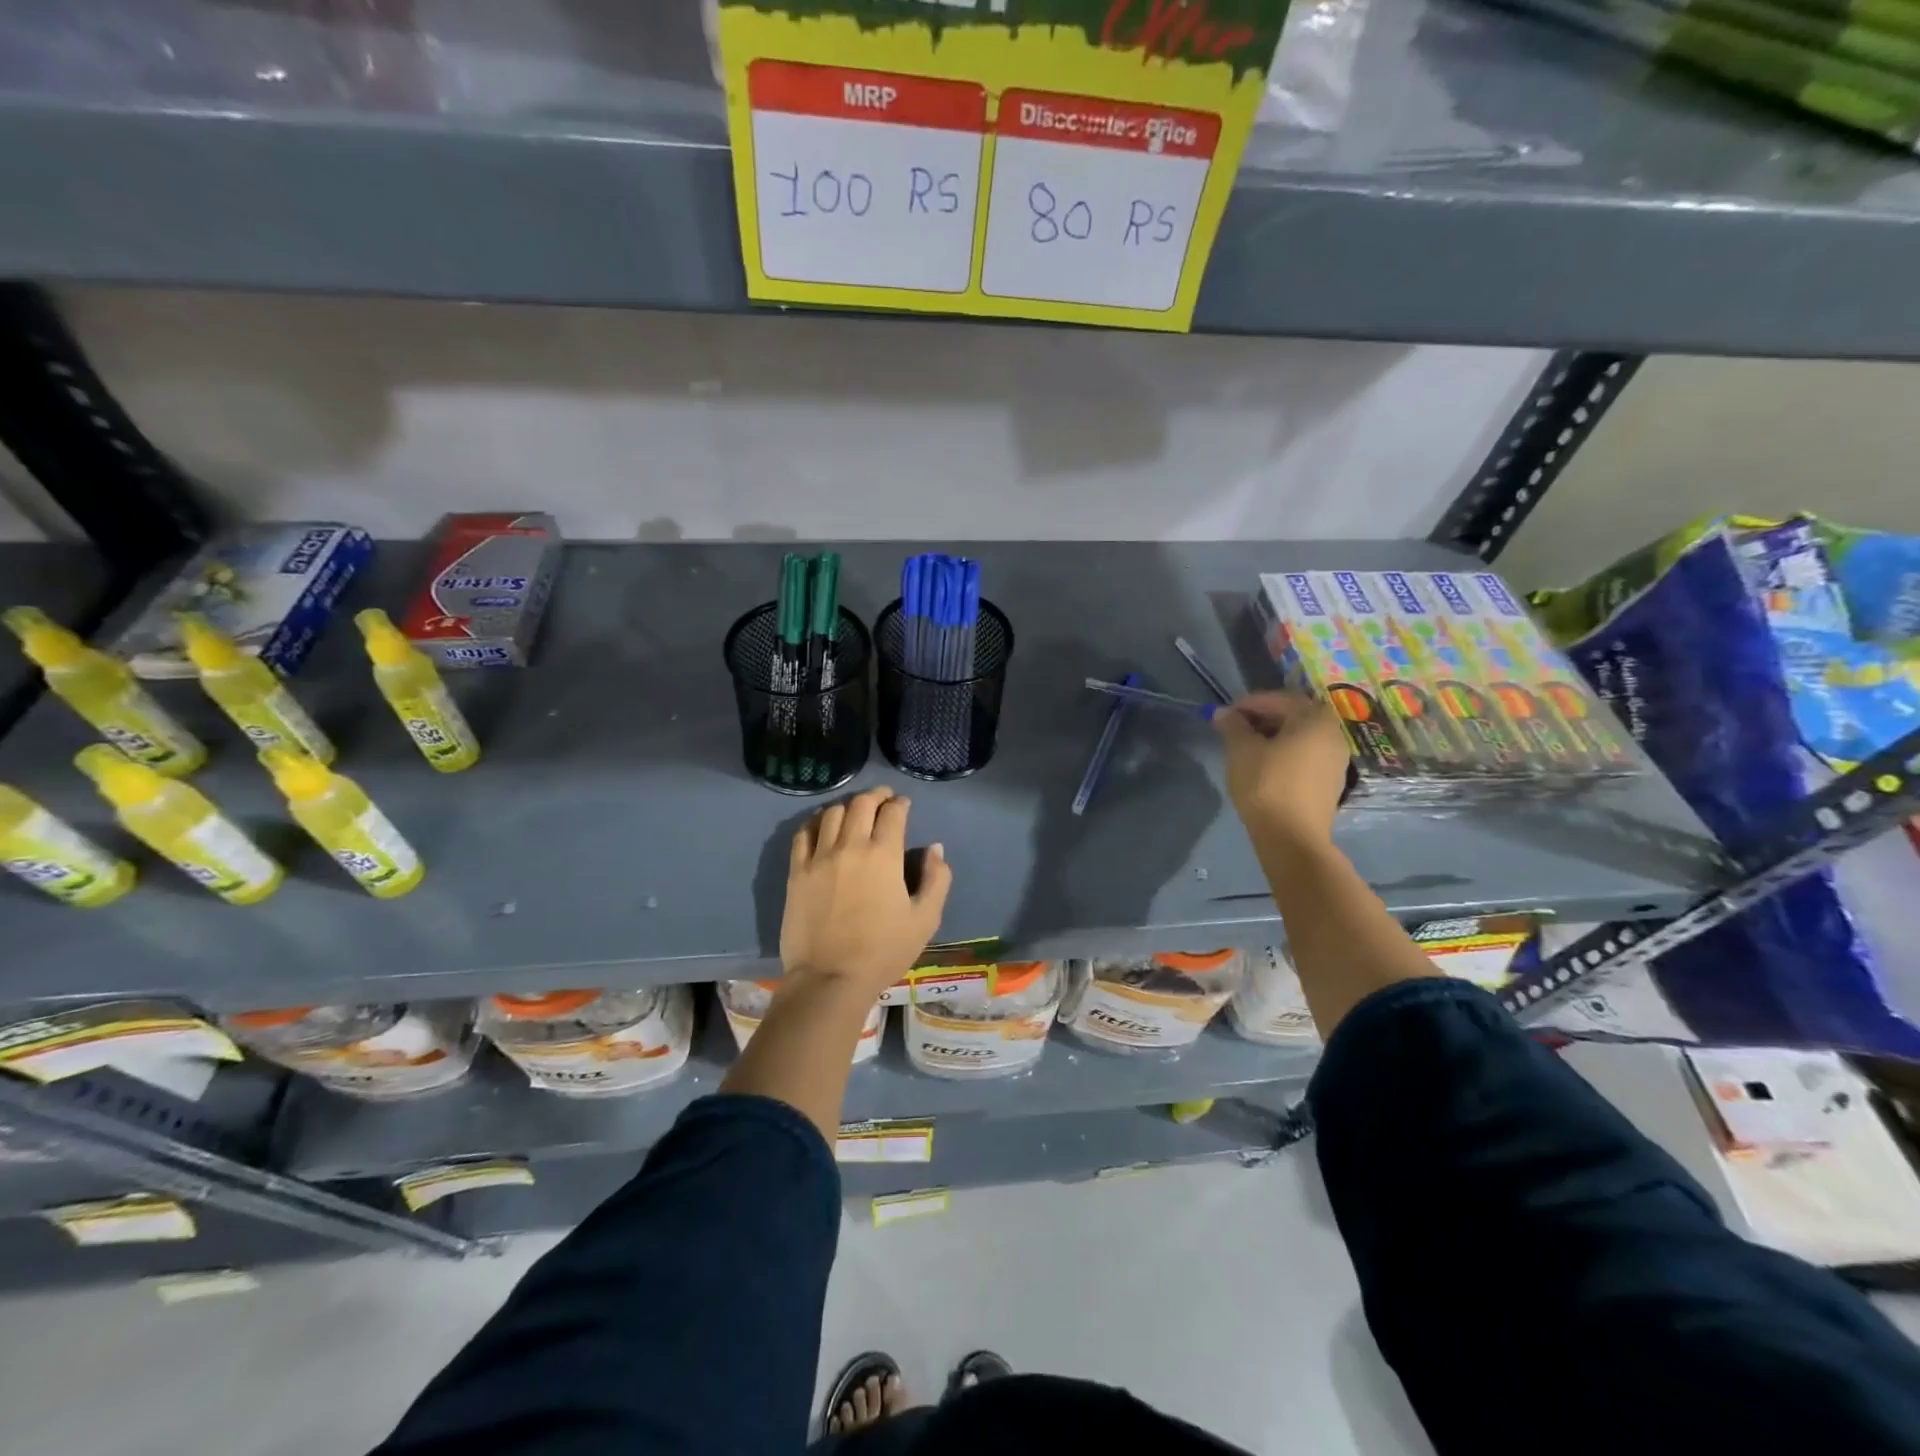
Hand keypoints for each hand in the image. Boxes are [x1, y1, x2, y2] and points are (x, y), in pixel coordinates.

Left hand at [780, 786, 952, 995]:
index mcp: (884, 855)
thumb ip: (937, 879)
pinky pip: (803, 833)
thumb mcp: (925, 920)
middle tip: (884, 799)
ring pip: (831, 813)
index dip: (901, 804)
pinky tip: (822, 825)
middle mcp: (851, 846)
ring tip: (855, 812)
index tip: (904, 805)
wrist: (830, 979)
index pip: (893, 813)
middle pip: (861, 804)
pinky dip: (815, 822)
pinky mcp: (797, 871)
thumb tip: (934, 848)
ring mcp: (819, 857)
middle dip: (876, 796)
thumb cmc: (883, 951)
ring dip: (848, 806)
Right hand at [1215, 691, 1350, 849]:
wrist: (1292, 837)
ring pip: (1300, 737)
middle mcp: (1333, 733)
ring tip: (1247, 747)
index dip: (1249, 704)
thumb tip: (1224, 713)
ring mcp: (1337, 759)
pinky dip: (1286, 753)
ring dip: (1274, 736)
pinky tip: (1265, 765)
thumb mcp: (1241, 750)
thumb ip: (1233, 726)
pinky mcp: (1331, 782)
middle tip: (1235, 728)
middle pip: (1294, 716)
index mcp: (1315, 718)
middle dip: (1263, 718)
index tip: (1226, 714)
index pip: (1279, 699)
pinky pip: (1306, 756)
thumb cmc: (1266, 784)